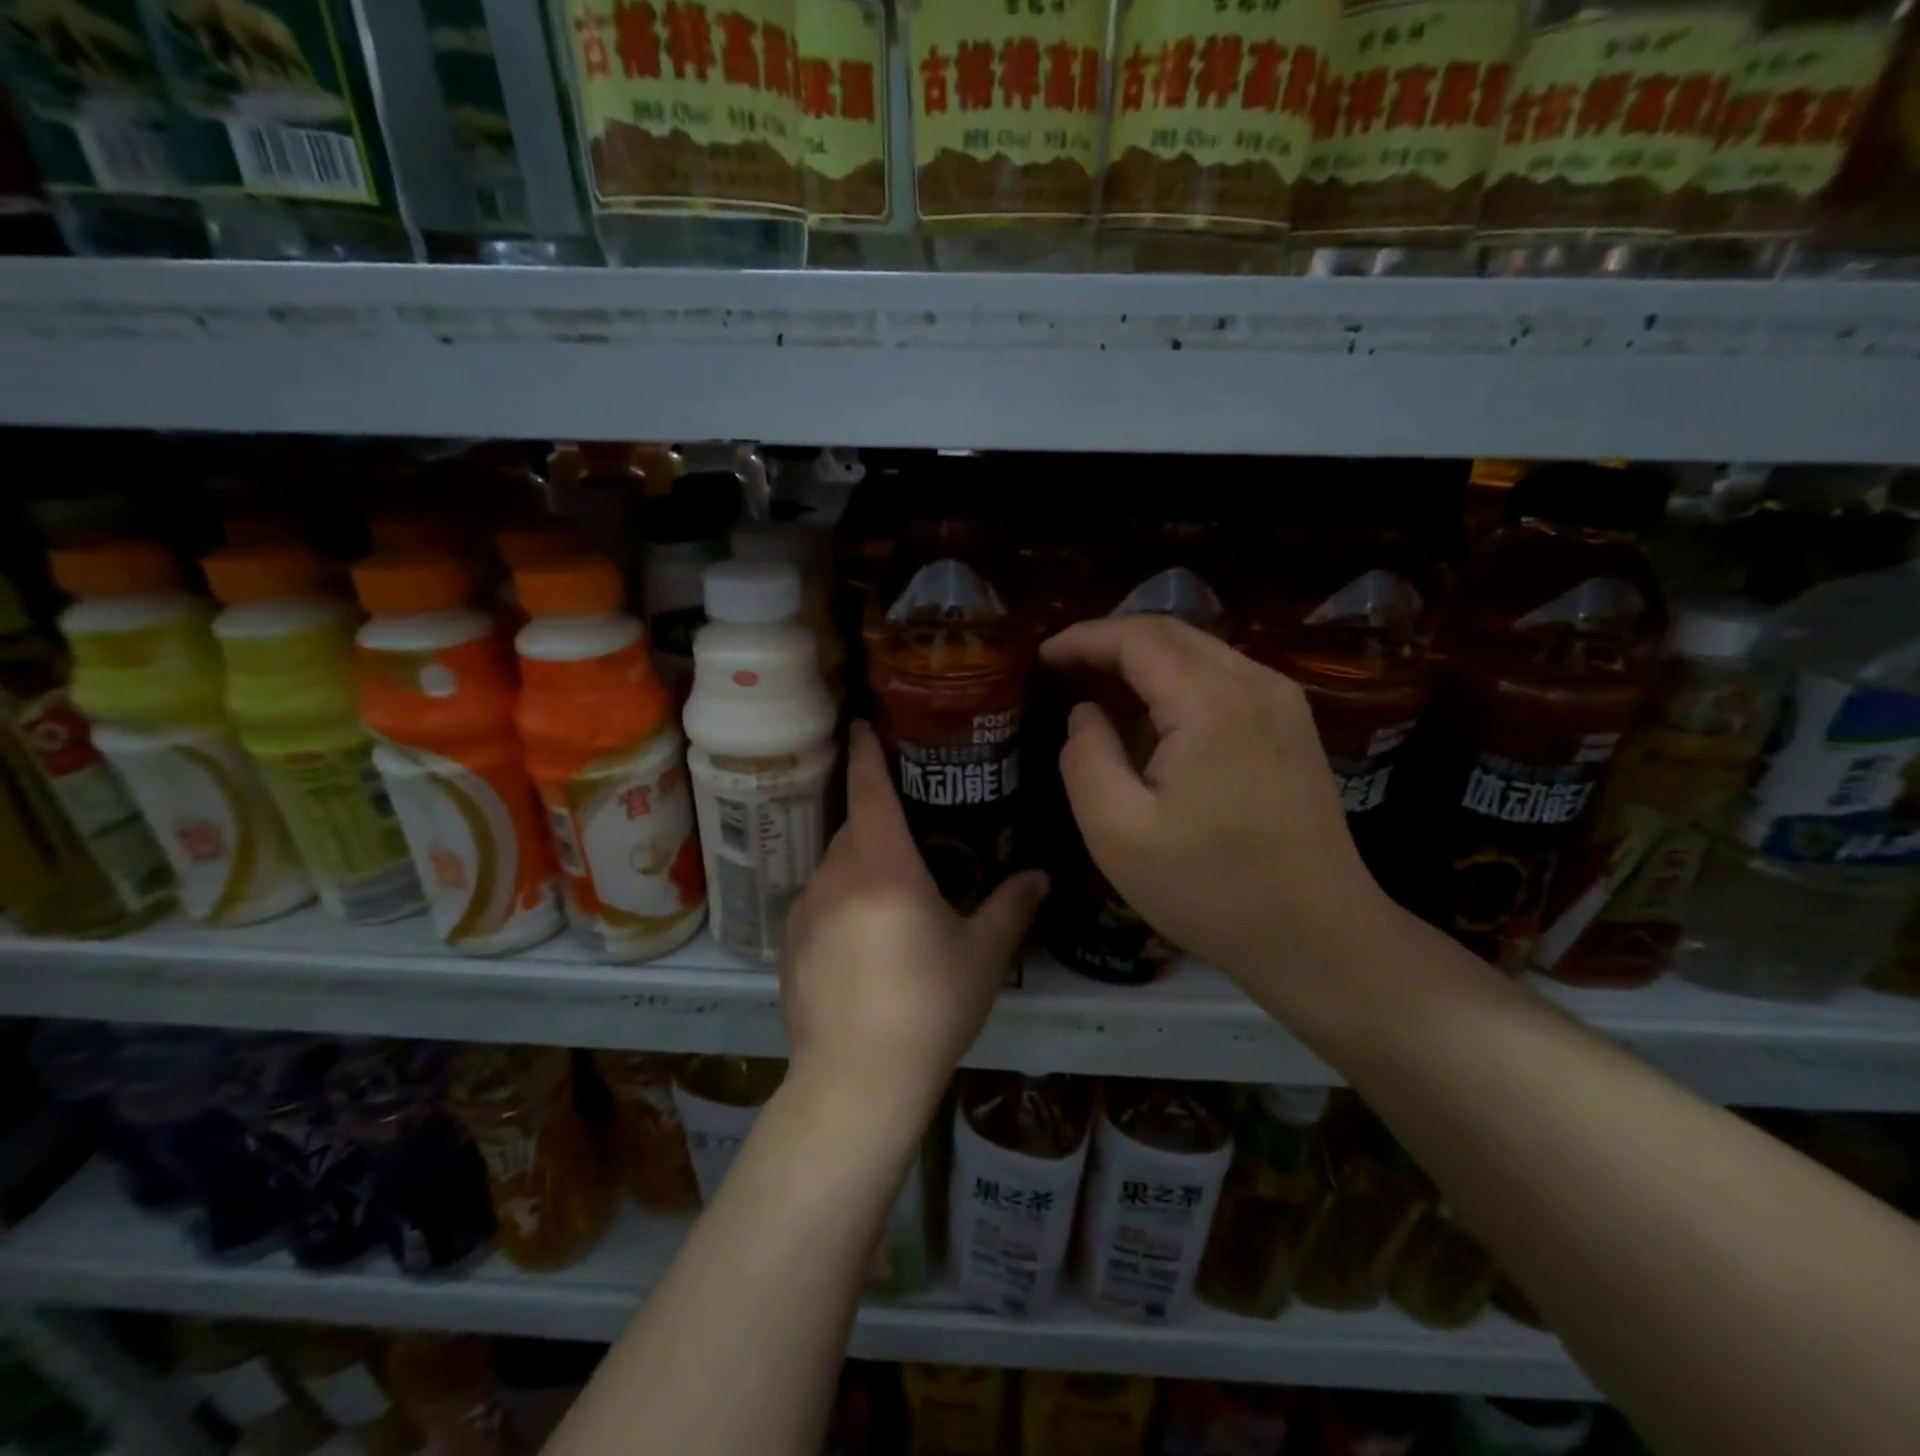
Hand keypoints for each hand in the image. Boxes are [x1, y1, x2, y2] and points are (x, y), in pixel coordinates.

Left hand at [779, 722, 1047, 1134]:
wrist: (856, 1080)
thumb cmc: (929, 1006)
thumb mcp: (982, 955)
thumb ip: (1011, 907)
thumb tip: (1039, 875)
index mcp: (884, 867)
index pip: (870, 791)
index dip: (867, 753)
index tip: (861, 724)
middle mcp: (837, 876)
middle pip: (853, 827)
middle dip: (875, 818)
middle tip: (907, 827)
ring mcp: (806, 911)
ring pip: (833, 865)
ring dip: (859, 863)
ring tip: (890, 892)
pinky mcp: (789, 945)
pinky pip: (818, 902)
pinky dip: (840, 901)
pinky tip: (862, 939)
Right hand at [1041, 615, 1386, 990]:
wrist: (1319, 936)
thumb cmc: (1211, 889)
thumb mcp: (1117, 832)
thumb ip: (1085, 759)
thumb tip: (1085, 713)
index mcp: (1211, 702)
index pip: (1137, 639)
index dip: (1084, 639)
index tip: (1042, 655)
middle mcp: (1255, 684)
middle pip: (1172, 633)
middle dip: (1111, 642)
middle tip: (1064, 668)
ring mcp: (1283, 702)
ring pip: (1200, 652)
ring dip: (1145, 661)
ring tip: (1099, 689)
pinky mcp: (1293, 726)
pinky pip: (1224, 679)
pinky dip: (1178, 682)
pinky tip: (1153, 718)